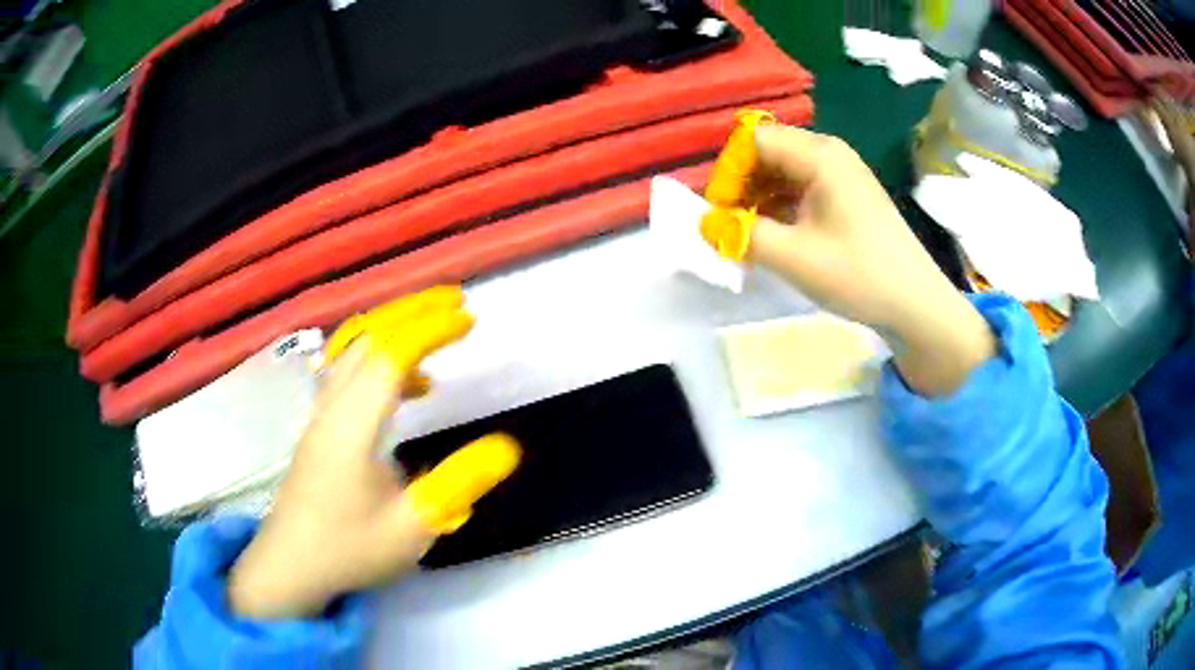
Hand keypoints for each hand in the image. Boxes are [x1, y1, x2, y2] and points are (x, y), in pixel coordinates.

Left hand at [228, 287, 473, 617]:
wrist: (289, 567)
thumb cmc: (349, 549)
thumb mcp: (411, 528)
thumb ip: (458, 486)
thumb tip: (508, 447)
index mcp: (351, 426)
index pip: (390, 355)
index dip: (430, 330)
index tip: (469, 319)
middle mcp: (331, 407)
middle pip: (368, 338)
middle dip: (413, 312)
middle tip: (457, 302)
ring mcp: (320, 414)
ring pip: (353, 351)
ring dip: (394, 329)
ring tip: (436, 331)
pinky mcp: (319, 427)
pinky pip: (347, 371)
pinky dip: (379, 358)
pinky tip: (407, 387)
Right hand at [743, 125, 994, 394]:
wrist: (916, 305)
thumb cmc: (858, 275)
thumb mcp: (793, 257)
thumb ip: (740, 235)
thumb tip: (704, 223)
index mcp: (819, 155)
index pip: (753, 140)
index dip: (728, 171)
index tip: (719, 212)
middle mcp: (830, 154)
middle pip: (768, 153)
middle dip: (742, 186)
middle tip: (730, 228)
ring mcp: (841, 175)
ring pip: (783, 173)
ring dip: (759, 200)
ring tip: (750, 239)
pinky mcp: (847, 197)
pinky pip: (802, 190)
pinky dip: (781, 209)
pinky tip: (775, 240)